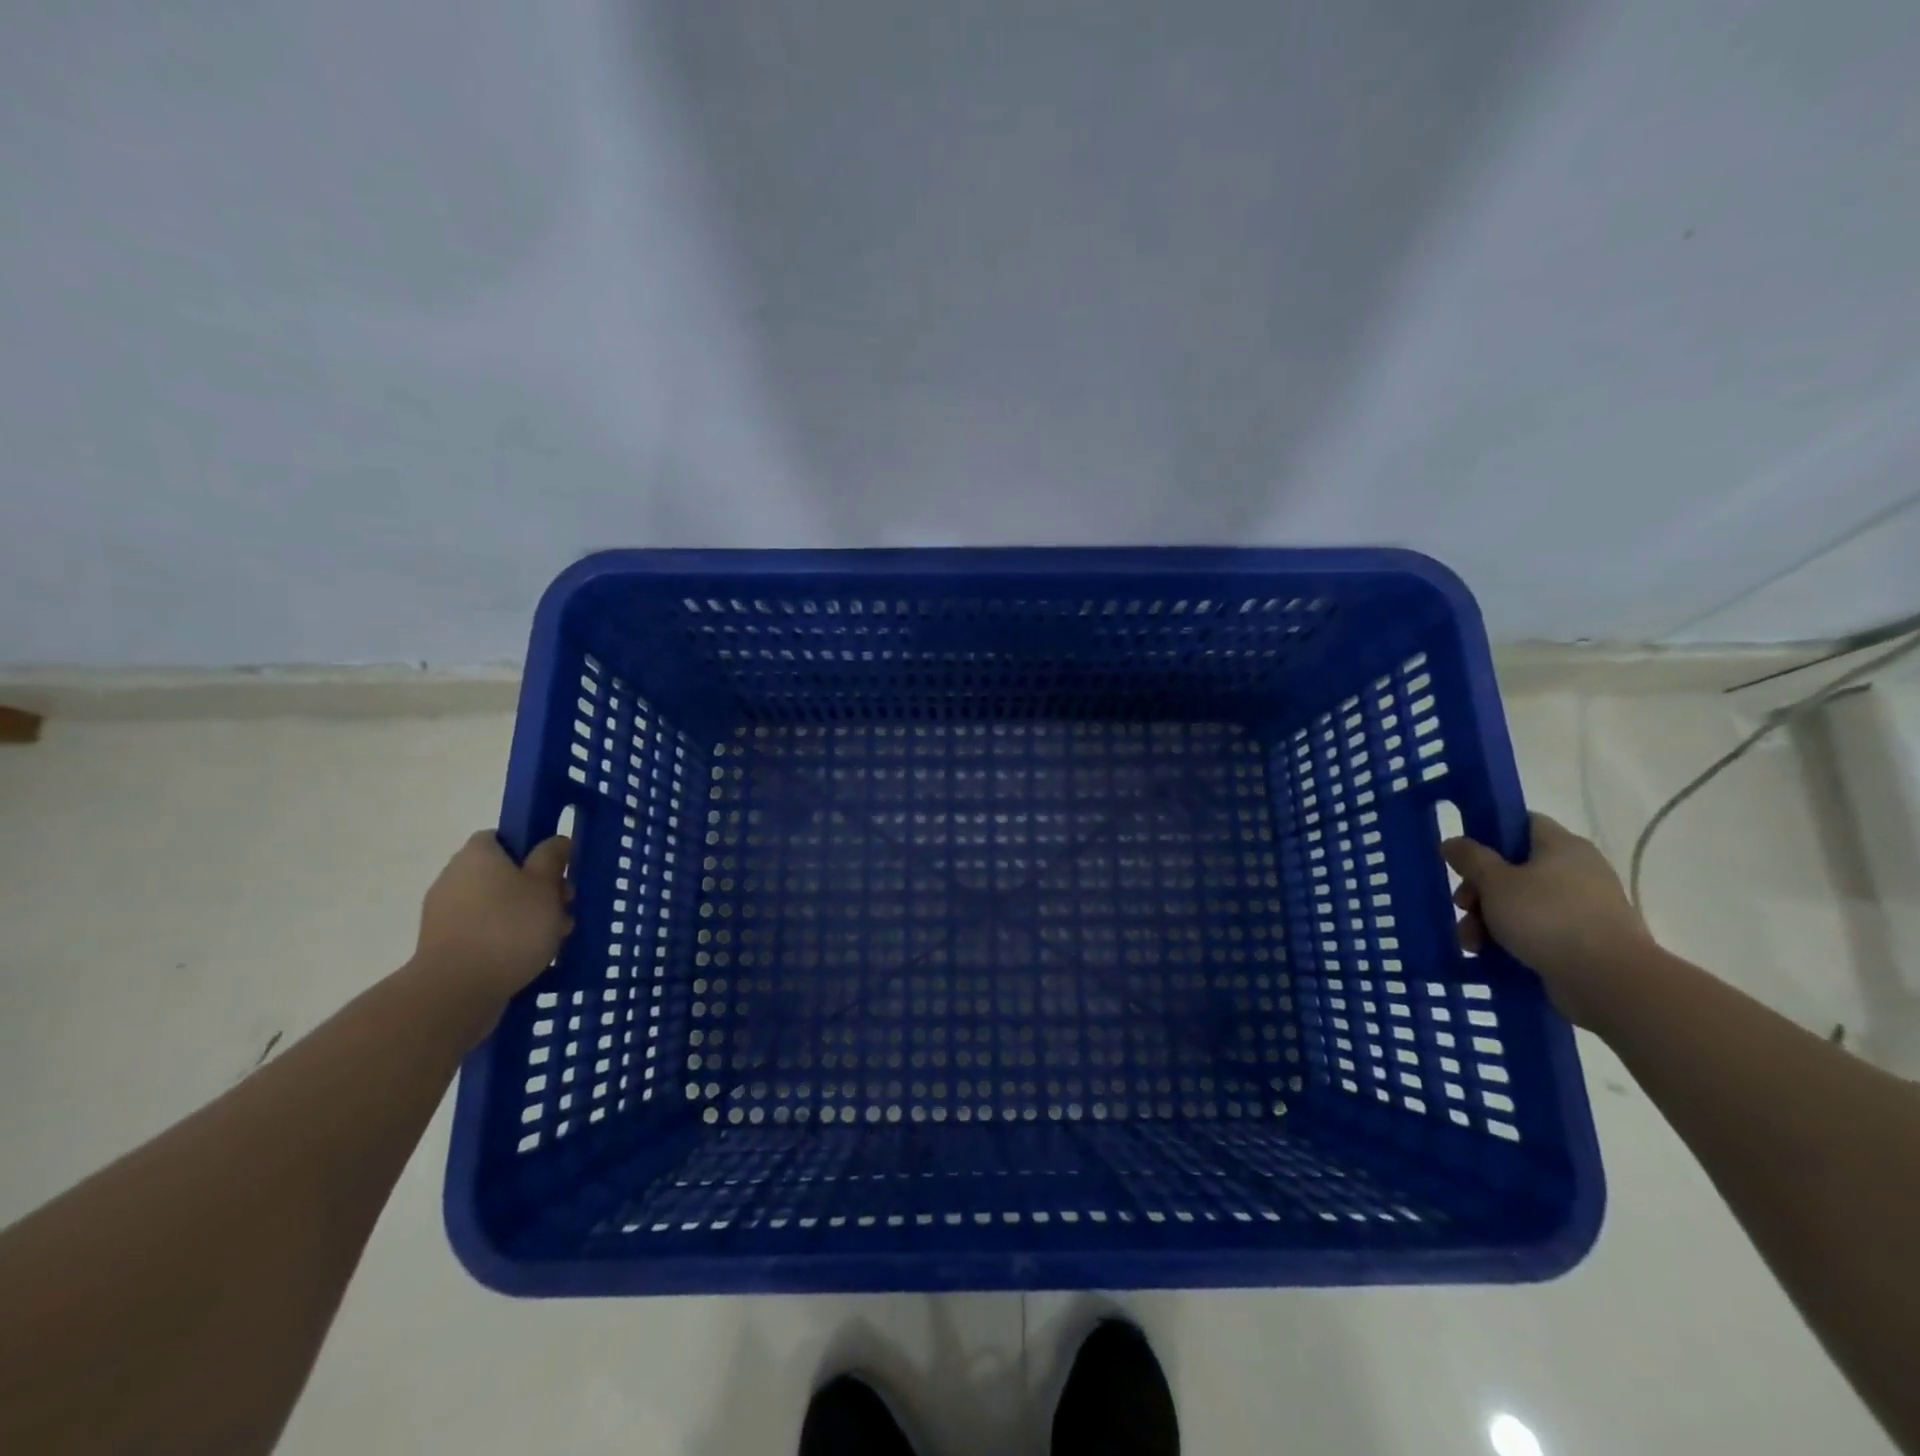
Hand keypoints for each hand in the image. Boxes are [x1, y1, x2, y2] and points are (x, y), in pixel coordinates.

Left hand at [415, 832, 573, 1001]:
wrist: (456, 991)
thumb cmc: (509, 928)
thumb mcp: (546, 885)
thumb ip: (552, 858)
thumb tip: (555, 841)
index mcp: (477, 854)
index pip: (503, 837)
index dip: (532, 849)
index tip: (555, 870)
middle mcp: (454, 877)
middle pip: (504, 873)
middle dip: (537, 889)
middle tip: (564, 907)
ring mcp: (445, 914)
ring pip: (498, 905)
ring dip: (526, 917)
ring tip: (554, 938)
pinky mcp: (444, 946)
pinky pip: (484, 932)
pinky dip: (506, 939)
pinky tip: (530, 957)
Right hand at [1441, 813, 1653, 1027]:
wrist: (1609, 981)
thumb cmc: (1548, 918)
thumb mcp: (1495, 882)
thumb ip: (1470, 858)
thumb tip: (1453, 842)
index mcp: (1562, 846)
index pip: (1522, 823)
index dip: (1489, 833)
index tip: (1463, 855)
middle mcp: (1577, 871)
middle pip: (1513, 868)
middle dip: (1479, 890)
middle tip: (1462, 906)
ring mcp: (1583, 908)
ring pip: (1520, 903)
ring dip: (1487, 919)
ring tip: (1471, 942)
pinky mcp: (1584, 940)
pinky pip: (1537, 931)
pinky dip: (1511, 939)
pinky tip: (1489, 954)